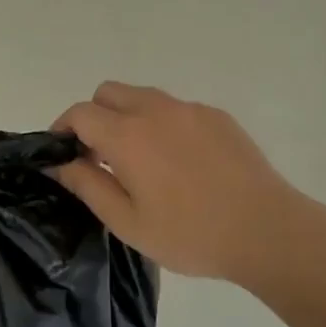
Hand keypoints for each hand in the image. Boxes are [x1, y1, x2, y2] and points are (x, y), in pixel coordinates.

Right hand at [50, 83, 311, 286]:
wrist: (265, 229)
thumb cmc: (190, 234)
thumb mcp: (128, 222)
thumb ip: (88, 186)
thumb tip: (60, 163)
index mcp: (128, 135)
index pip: (80, 113)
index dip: (63, 129)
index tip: (63, 154)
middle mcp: (155, 109)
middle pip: (108, 92)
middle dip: (94, 116)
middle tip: (101, 157)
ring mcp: (190, 109)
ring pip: (143, 96)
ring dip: (129, 117)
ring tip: (141, 161)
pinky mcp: (217, 116)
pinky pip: (176, 109)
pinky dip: (163, 124)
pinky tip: (181, 163)